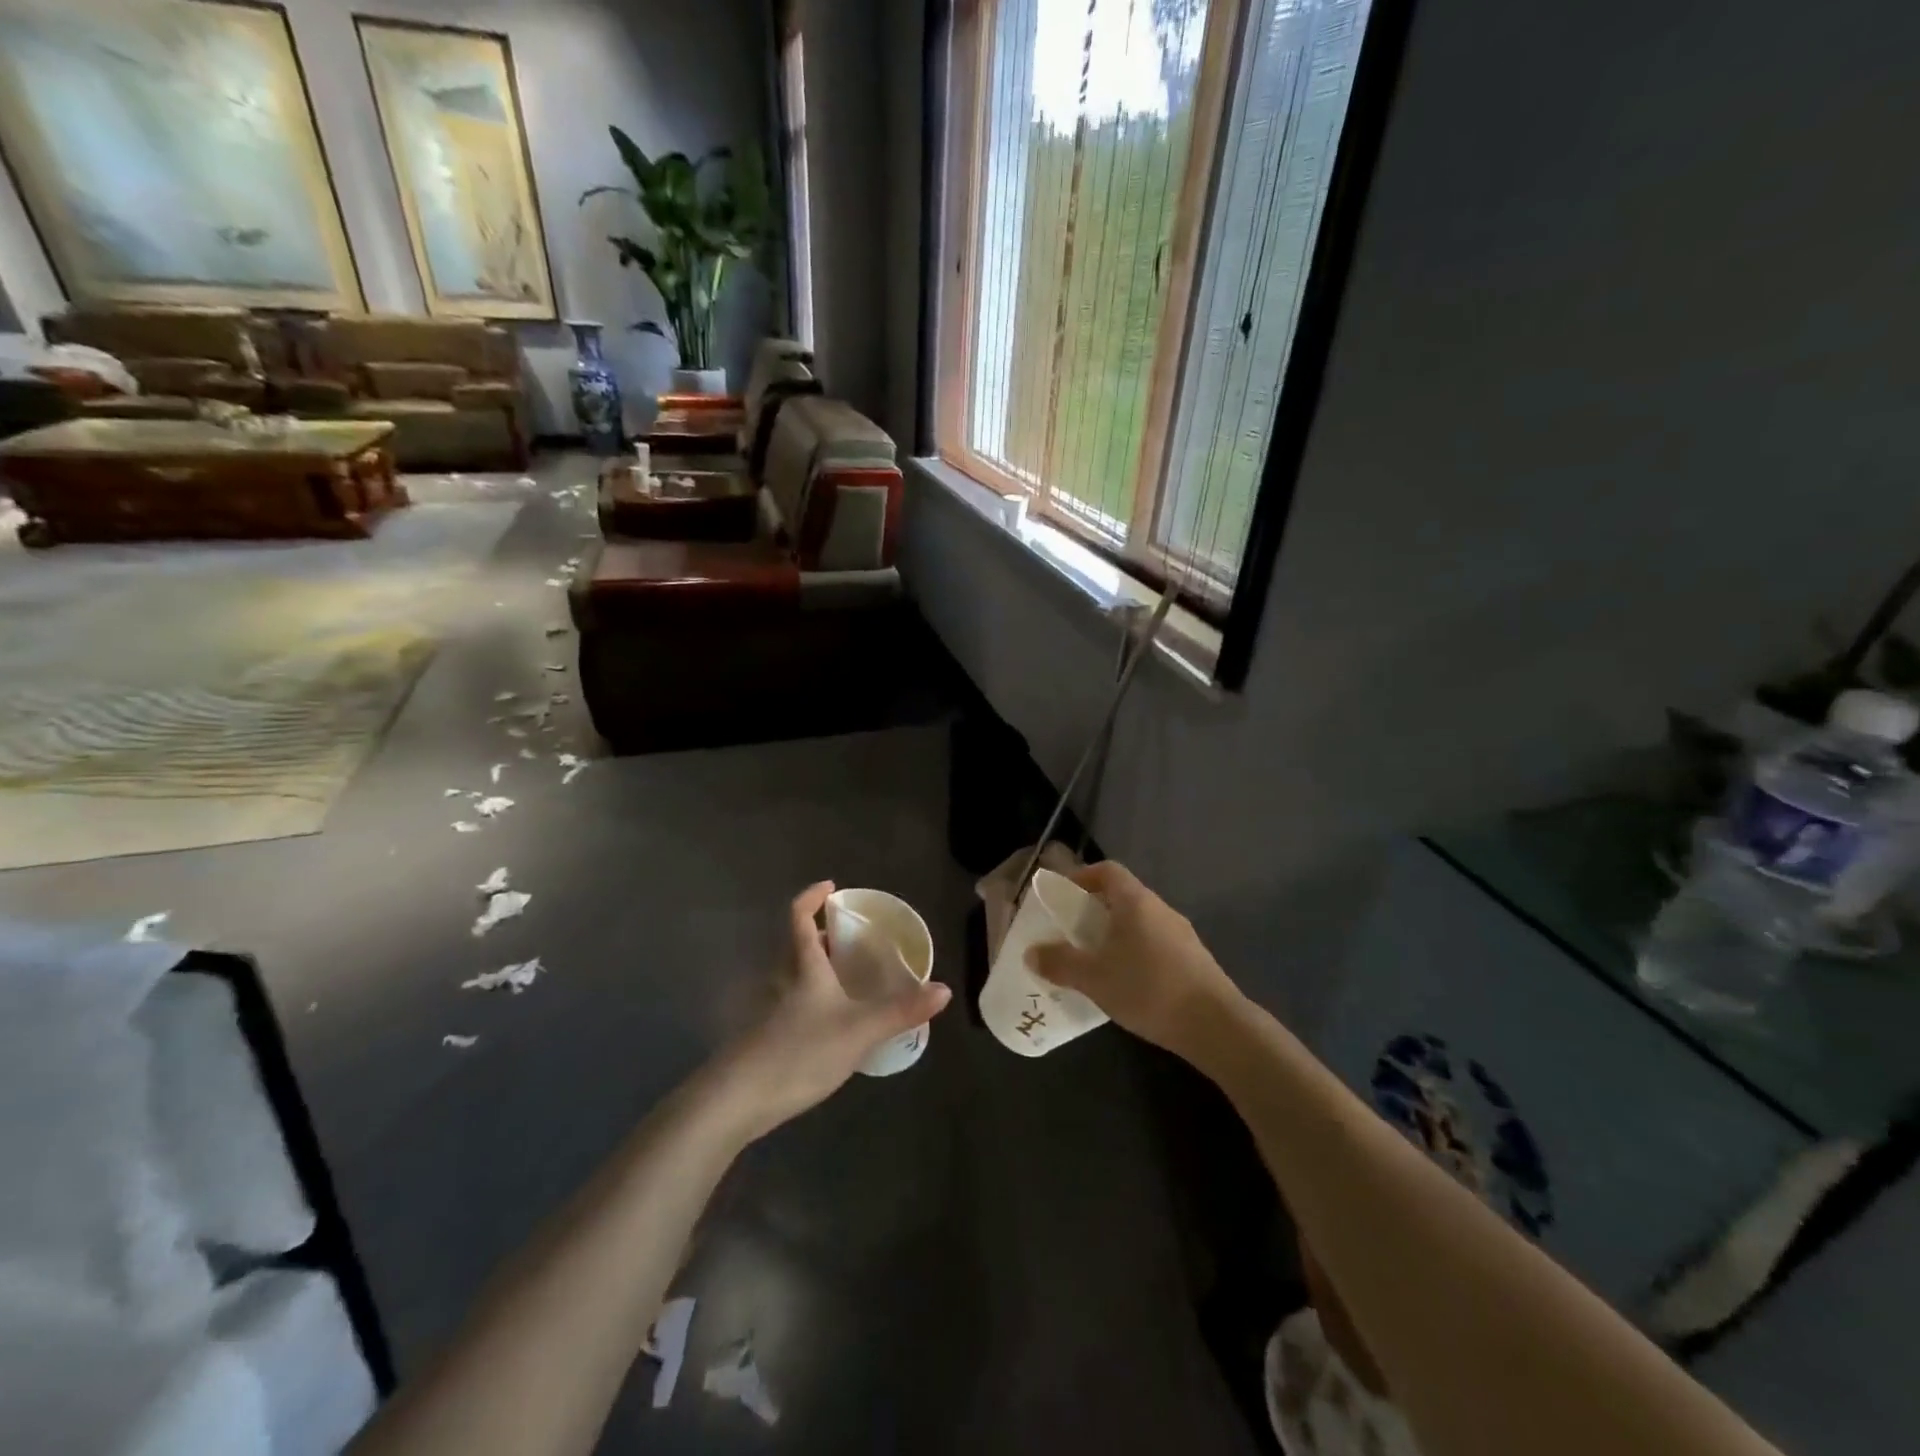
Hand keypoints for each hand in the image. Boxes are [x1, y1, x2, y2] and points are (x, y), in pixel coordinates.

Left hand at [713, 882, 950, 1140]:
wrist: (737, 1100)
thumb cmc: (800, 1052)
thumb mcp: (859, 1030)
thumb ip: (901, 1010)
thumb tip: (944, 989)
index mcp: (803, 967)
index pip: (799, 918)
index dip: (812, 898)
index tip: (831, 887)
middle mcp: (782, 981)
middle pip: (797, 946)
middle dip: (822, 937)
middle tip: (851, 940)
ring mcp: (769, 1010)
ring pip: (794, 976)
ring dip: (817, 969)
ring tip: (847, 979)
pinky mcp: (764, 1037)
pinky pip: (792, 1003)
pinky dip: (812, 1000)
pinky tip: (830, 1023)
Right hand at [1026, 861, 1239, 1054]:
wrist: (1215, 1025)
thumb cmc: (1148, 988)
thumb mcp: (1094, 978)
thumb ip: (1060, 963)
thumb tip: (1031, 954)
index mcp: (1136, 901)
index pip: (1107, 871)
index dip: (1083, 876)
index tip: (1063, 896)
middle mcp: (1160, 909)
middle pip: (1123, 896)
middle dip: (1094, 911)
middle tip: (1071, 933)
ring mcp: (1181, 934)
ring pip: (1140, 923)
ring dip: (1115, 935)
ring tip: (1095, 961)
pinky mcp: (1193, 960)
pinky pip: (1155, 945)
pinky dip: (1135, 953)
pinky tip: (1126, 984)